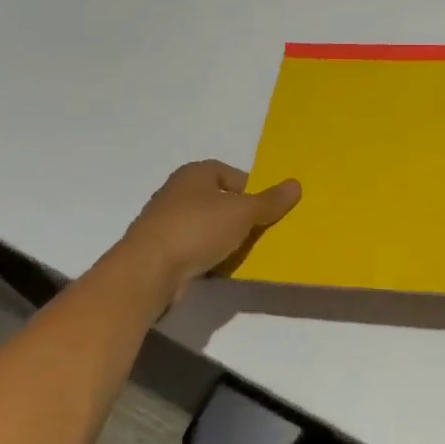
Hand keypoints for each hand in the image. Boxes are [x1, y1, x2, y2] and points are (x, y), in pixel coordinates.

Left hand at [121, 160, 299, 300]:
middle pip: (219, 200)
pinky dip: (209, 255)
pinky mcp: (162, 250)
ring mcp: (166, 222)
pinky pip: (195, 248)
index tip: (266, 209)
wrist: (148, 270)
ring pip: (207, 226)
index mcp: (195, 174)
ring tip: (245, 251)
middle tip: (262, 231)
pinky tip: (222, 267)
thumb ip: (270, 201)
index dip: (251, 189)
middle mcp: (178, 192)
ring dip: (225, 237)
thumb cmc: (197, 229)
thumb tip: (296, 184)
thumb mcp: (242, 212)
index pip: (230, 174)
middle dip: (240, 215)